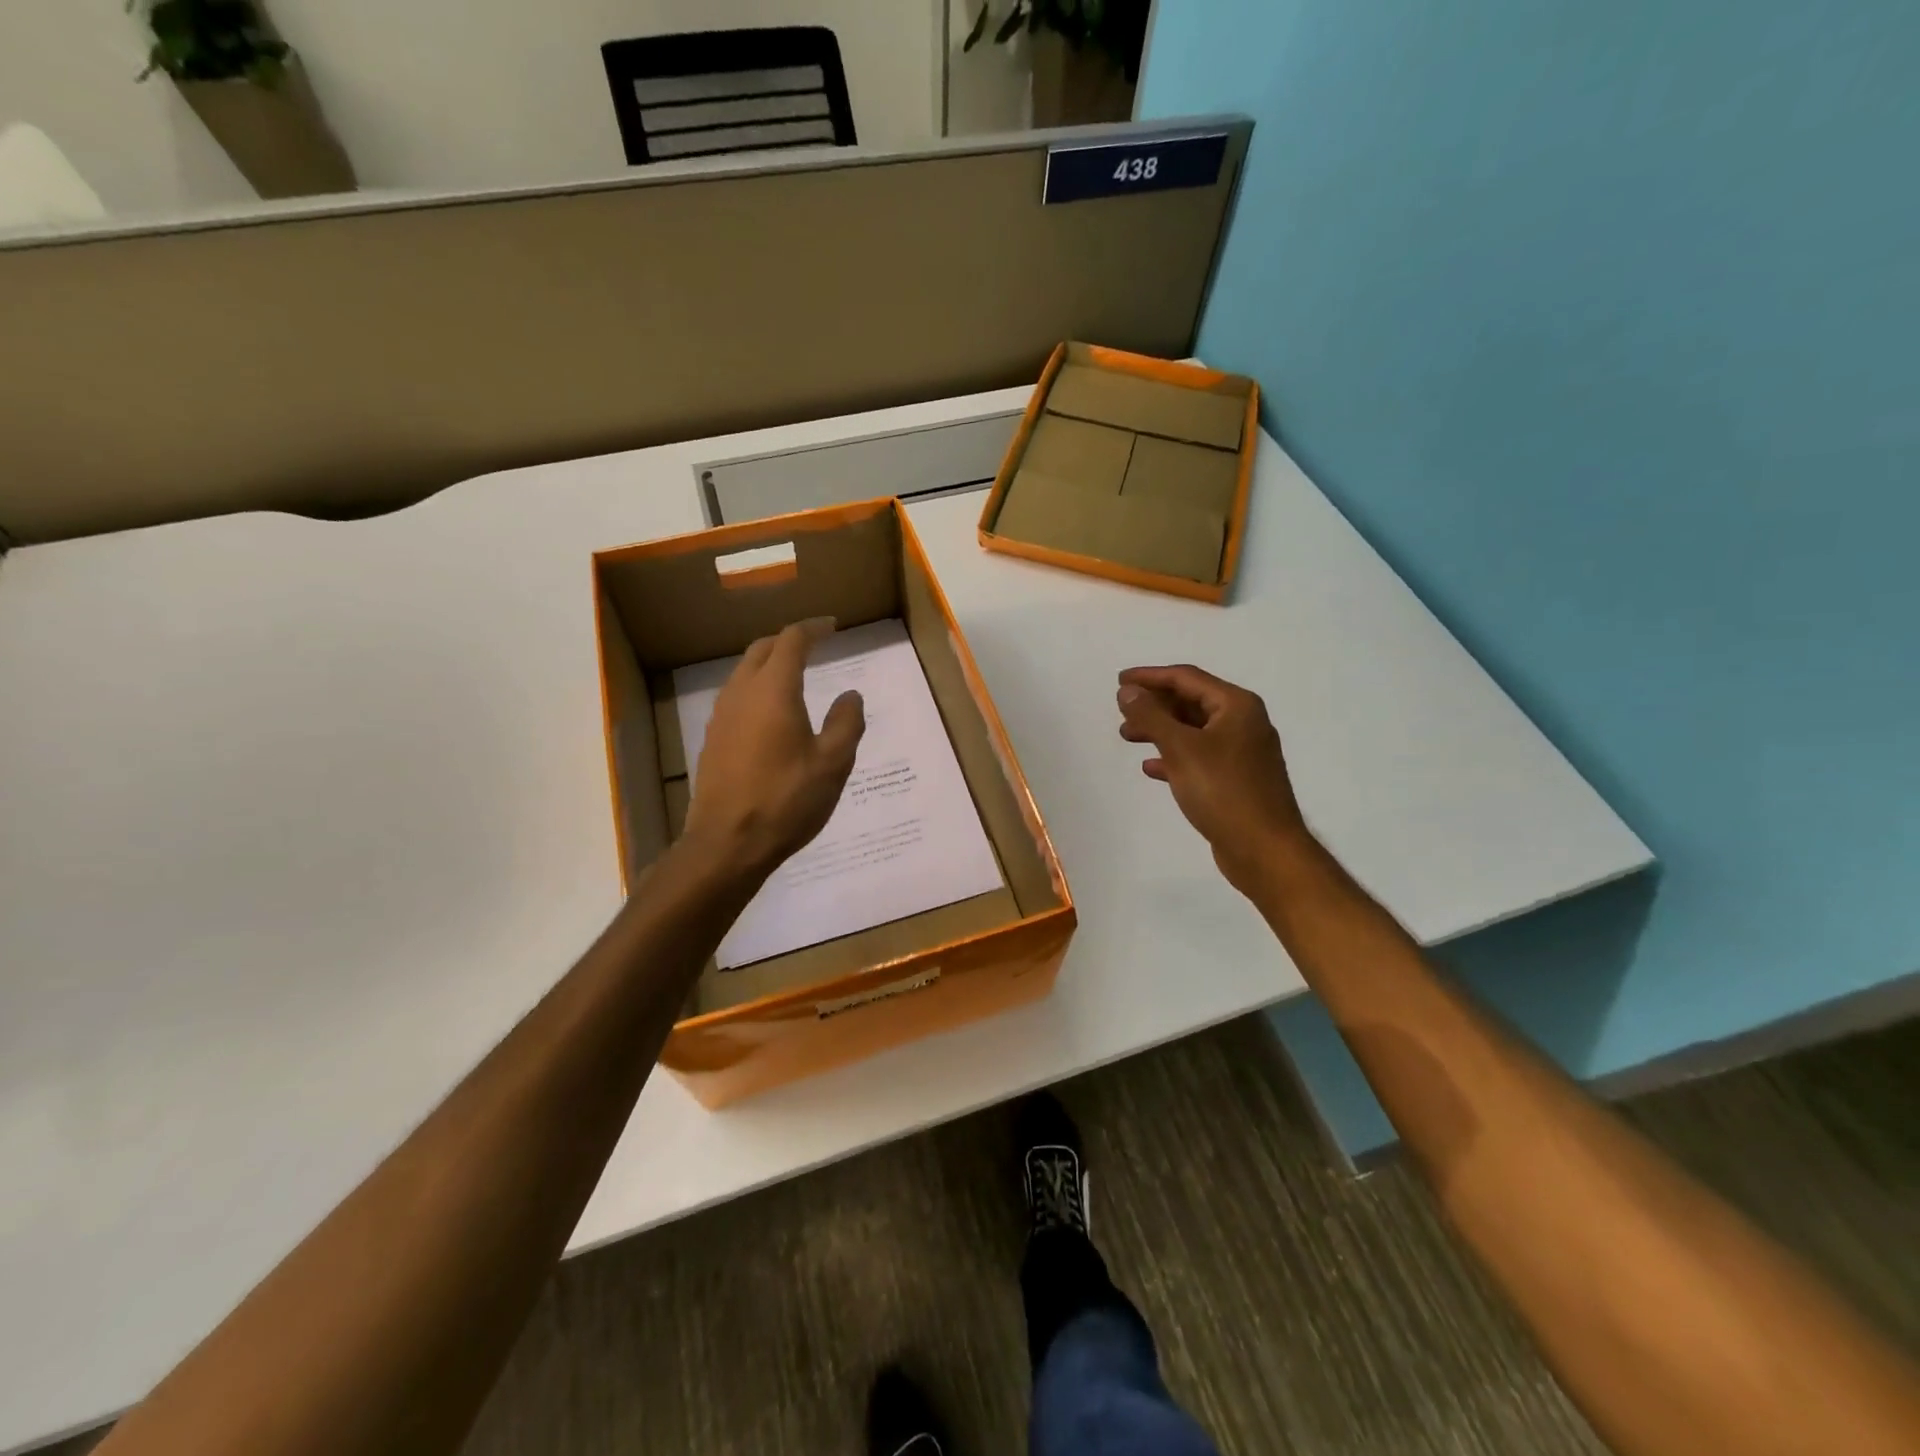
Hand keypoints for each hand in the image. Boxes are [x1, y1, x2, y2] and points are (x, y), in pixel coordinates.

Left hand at [683, 618, 865, 881]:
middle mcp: (742, 693)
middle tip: (813, 645)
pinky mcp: (713, 739)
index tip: (832, 626)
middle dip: (788, 641)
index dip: (813, 629)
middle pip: (761, 649)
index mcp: (774, 690)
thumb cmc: (786, 800)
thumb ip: (846, 723)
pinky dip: (756, 689)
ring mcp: (722, 716)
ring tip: (793, 674)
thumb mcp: (833, 764)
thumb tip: (850, 695)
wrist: (727, 844)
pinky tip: (770, 713)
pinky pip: (736, 697)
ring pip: (744, 672)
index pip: (792, 641)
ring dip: (768, 663)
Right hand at [1116, 664, 1308, 895]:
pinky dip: (1174, 757)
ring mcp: (1242, 753)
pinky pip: (1199, 757)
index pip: (1187, 678)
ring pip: (1193, 730)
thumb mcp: (1181, 748)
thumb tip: (1128, 690)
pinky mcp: (1236, 780)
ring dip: (1160, 730)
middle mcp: (1243, 723)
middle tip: (1122, 713)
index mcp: (1236, 706)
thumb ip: (1151, 716)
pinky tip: (1151, 768)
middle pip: (1191, 702)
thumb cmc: (1223, 791)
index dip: (1150, 677)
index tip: (1119, 680)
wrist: (1264, 850)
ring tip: (1128, 737)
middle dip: (1154, 705)